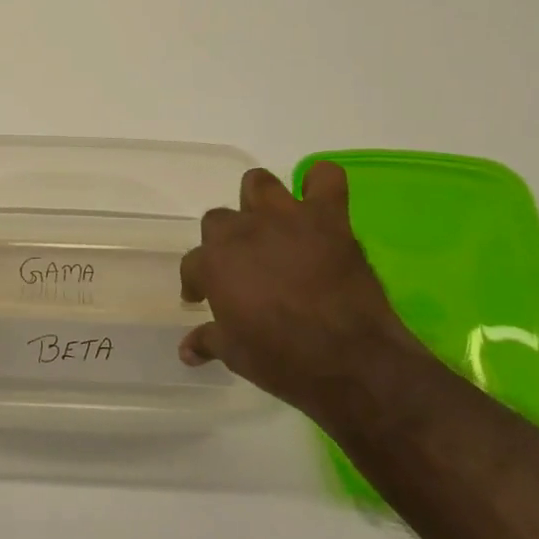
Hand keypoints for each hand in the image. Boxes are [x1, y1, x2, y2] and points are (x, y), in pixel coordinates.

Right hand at [178, 161, 416, 412]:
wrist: (351, 361)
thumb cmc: (283, 360)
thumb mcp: (235, 355)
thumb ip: (208, 341)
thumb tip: (186, 350)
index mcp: (214, 263)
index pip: (192, 264)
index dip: (196, 282)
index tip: (201, 297)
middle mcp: (243, 232)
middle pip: (219, 221)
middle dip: (225, 242)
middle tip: (241, 267)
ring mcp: (286, 219)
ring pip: (258, 184)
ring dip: (260, 202)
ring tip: (270, 226)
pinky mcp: (328, 218)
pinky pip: (325, 178)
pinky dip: (320, 184)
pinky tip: (318, 204)